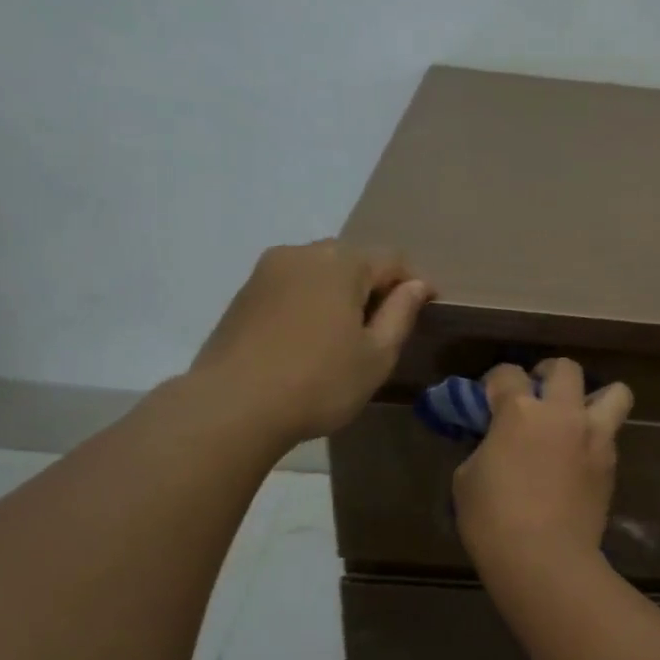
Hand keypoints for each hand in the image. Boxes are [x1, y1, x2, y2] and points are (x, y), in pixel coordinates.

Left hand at [190, 239, 433, 445]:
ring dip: (338, 294)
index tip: (426, 310)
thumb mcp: (376, 356)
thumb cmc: (320, 382)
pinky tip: (308, 341)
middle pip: (352, 260)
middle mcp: (302, 254)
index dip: (413, 283)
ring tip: (344, 336)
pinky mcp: (243, 294)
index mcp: (341, 263)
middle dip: (373, 286)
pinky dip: (309, 304)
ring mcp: (267, 271)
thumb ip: (401, 314)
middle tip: (383, 327)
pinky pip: (291, 288)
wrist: (234, 406)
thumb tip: (416, 285)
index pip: (392, 259)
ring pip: (318, 272)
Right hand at [453, 358, 634, 572]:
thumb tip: (496, 442)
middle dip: (548, 374)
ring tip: (575, 418)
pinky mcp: (611, 465)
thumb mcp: (467, 477)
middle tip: (537, 395)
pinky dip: (595, 437)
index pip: (507, 373)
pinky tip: (577, 459)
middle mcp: (563, 413)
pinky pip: (609, 435)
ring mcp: (594, 437)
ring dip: (594, 398)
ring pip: (615, 393)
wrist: (545, 559)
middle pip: (565, 368)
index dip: (494, 382)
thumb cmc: (493, 519)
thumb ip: (485, 446)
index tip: (488, 399)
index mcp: (520, 411)